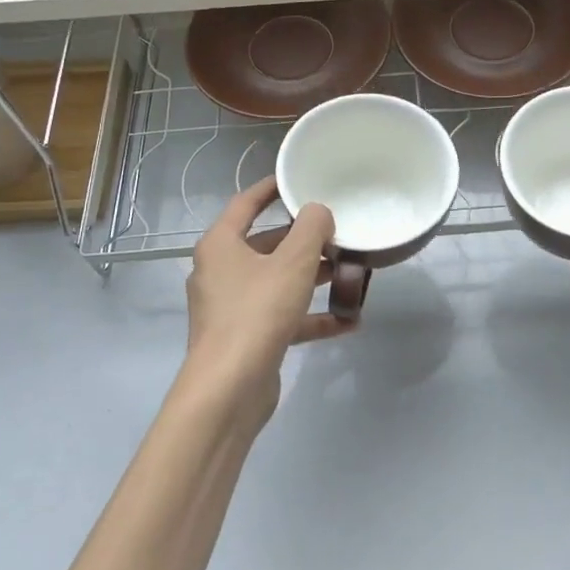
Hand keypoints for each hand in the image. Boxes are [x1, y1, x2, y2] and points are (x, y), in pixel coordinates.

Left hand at [179, 176, 353, 427]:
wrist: (229, 388)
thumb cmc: (257, 313)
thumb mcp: (293, 263)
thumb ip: (311, 229)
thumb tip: (318, 211)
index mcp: (221, 245)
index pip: (245, 203)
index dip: (271, 189)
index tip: (297, 180)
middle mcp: (220, 272)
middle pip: (265, 245)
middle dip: (302, 240)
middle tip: (336, 233)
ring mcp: (231, 307)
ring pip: (276, 282)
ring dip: (310, 277)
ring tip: (348, 273)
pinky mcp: (246, 337)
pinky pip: (282, 317)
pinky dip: (310, 316)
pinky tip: (347, 321)